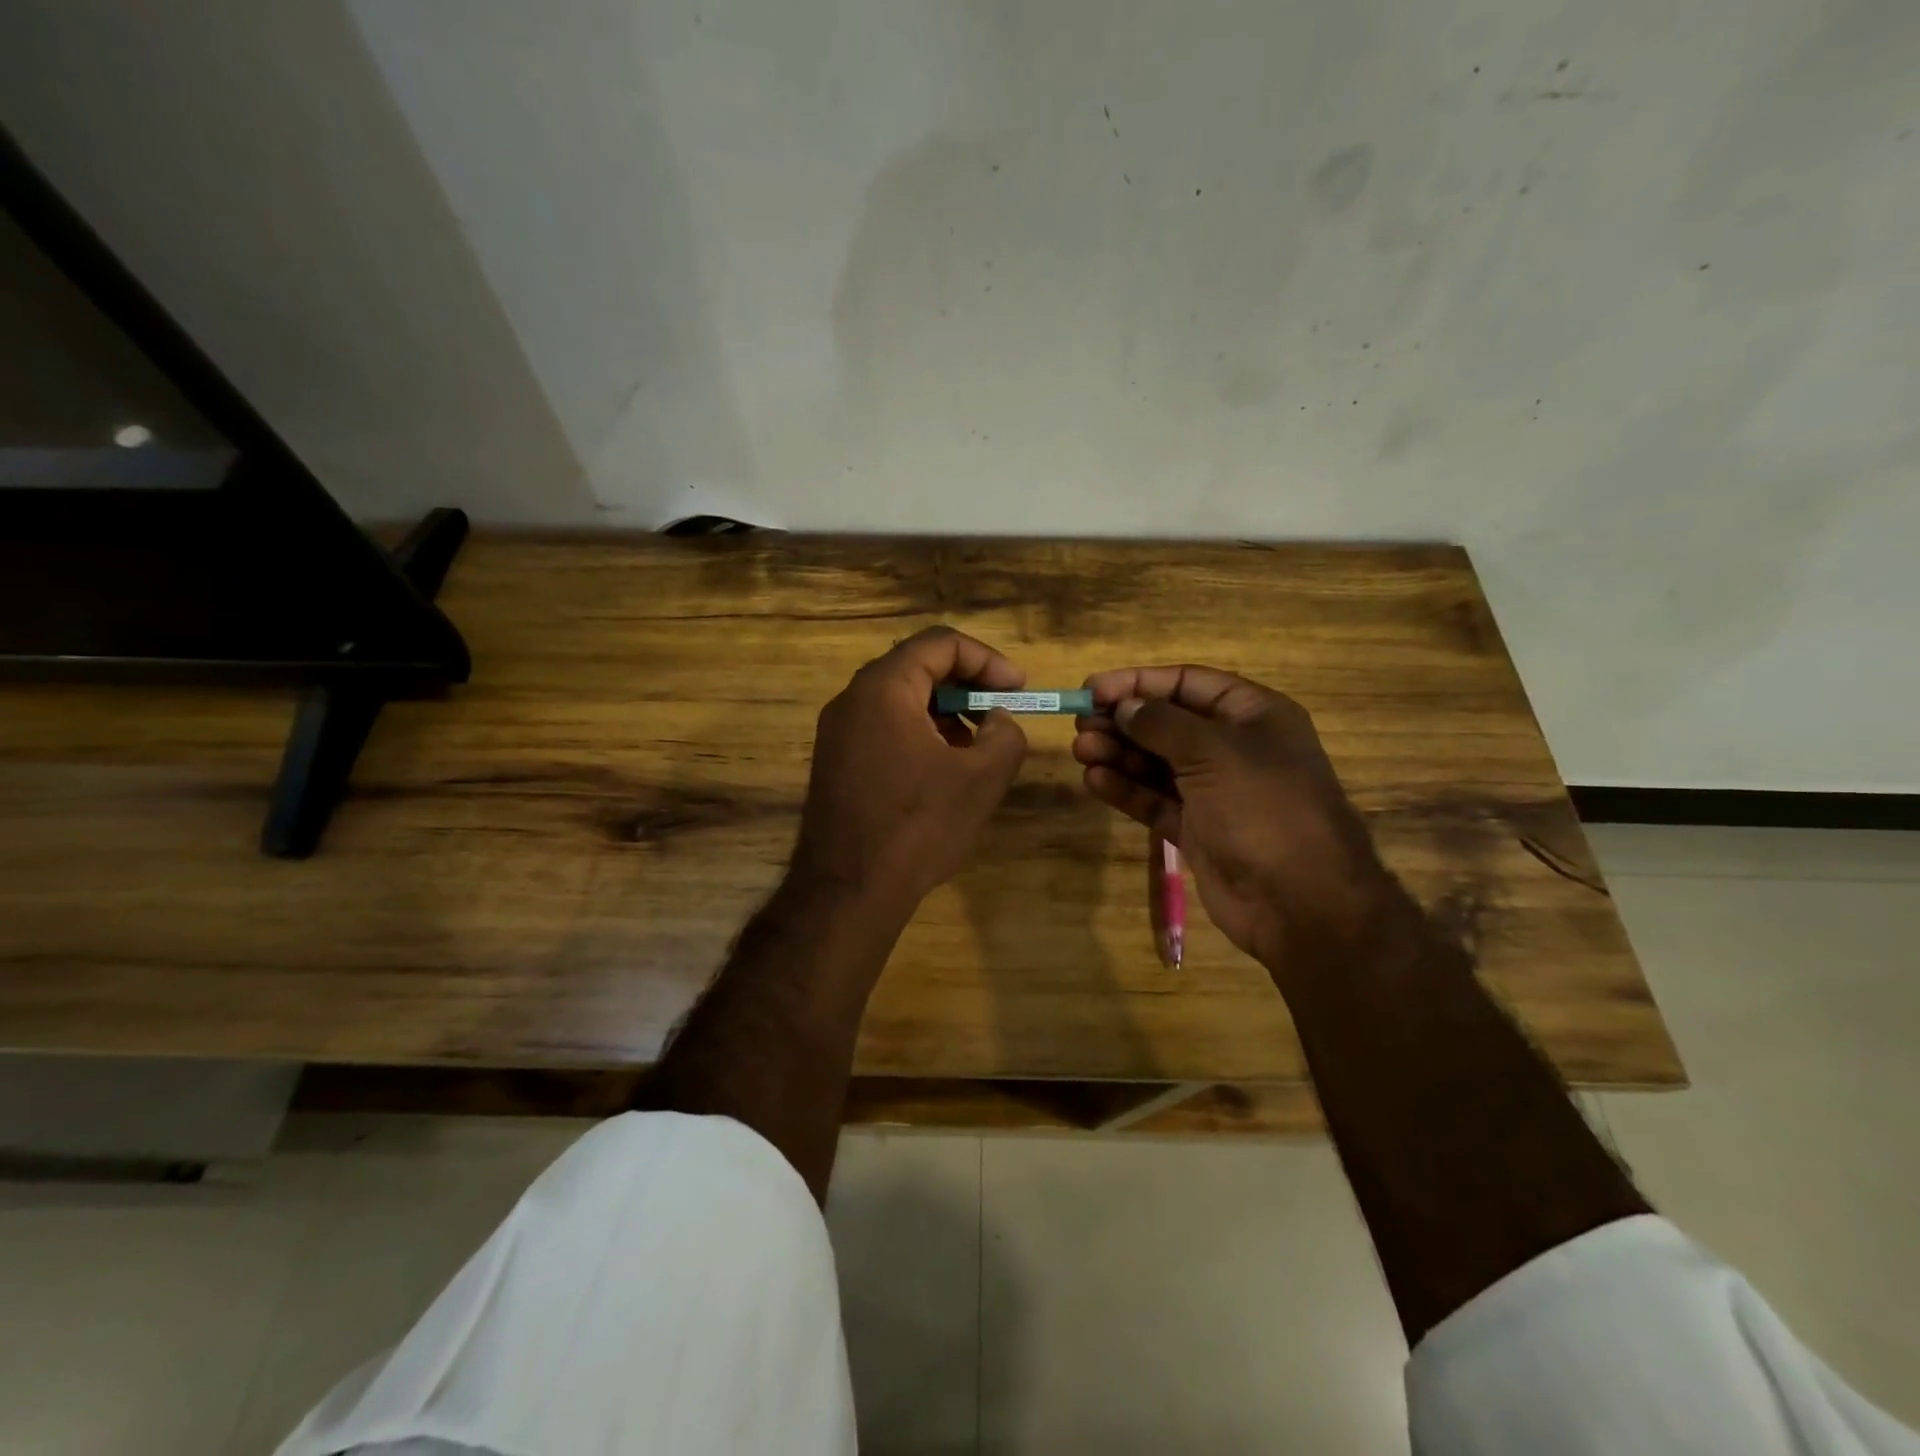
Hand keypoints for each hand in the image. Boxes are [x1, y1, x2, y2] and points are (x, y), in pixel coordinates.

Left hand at [795, 626, 1028, 909]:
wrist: (847, 891)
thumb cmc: (918, 827)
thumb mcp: (981, 779)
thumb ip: (1004, 735)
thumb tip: (997, 721)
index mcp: (884, 688)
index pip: (940, 643)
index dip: (987, 659)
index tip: (1018, 689)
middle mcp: (852, 699)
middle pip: (917, 667)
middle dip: (967, 686)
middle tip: (1000, 713)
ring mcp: (838, 731)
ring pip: (901, 700)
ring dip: (945, 712)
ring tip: (977, 747)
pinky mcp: (836, 761)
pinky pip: (884, 727)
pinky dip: (920, 734)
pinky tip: (943, 771)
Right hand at [1073, 666, 1407, 974]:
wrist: (1299, 901)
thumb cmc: (1264, 808)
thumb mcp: (1214, 752)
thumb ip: (1162, 724)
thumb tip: (1124, 706)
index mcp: (1253, 715)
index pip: (1188, 684)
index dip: (1139, 683)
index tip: (1093, 688)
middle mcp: (1233, 748)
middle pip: (1168, 723)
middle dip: (1123, 720)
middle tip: (1080, 722)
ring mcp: (1214, 791)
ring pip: (1156, 763)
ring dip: (1118, 753)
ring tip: (1082, 749)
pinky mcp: (1196, 829)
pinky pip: (1154, 800)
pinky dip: (1126, 789)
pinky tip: (1095, 780)